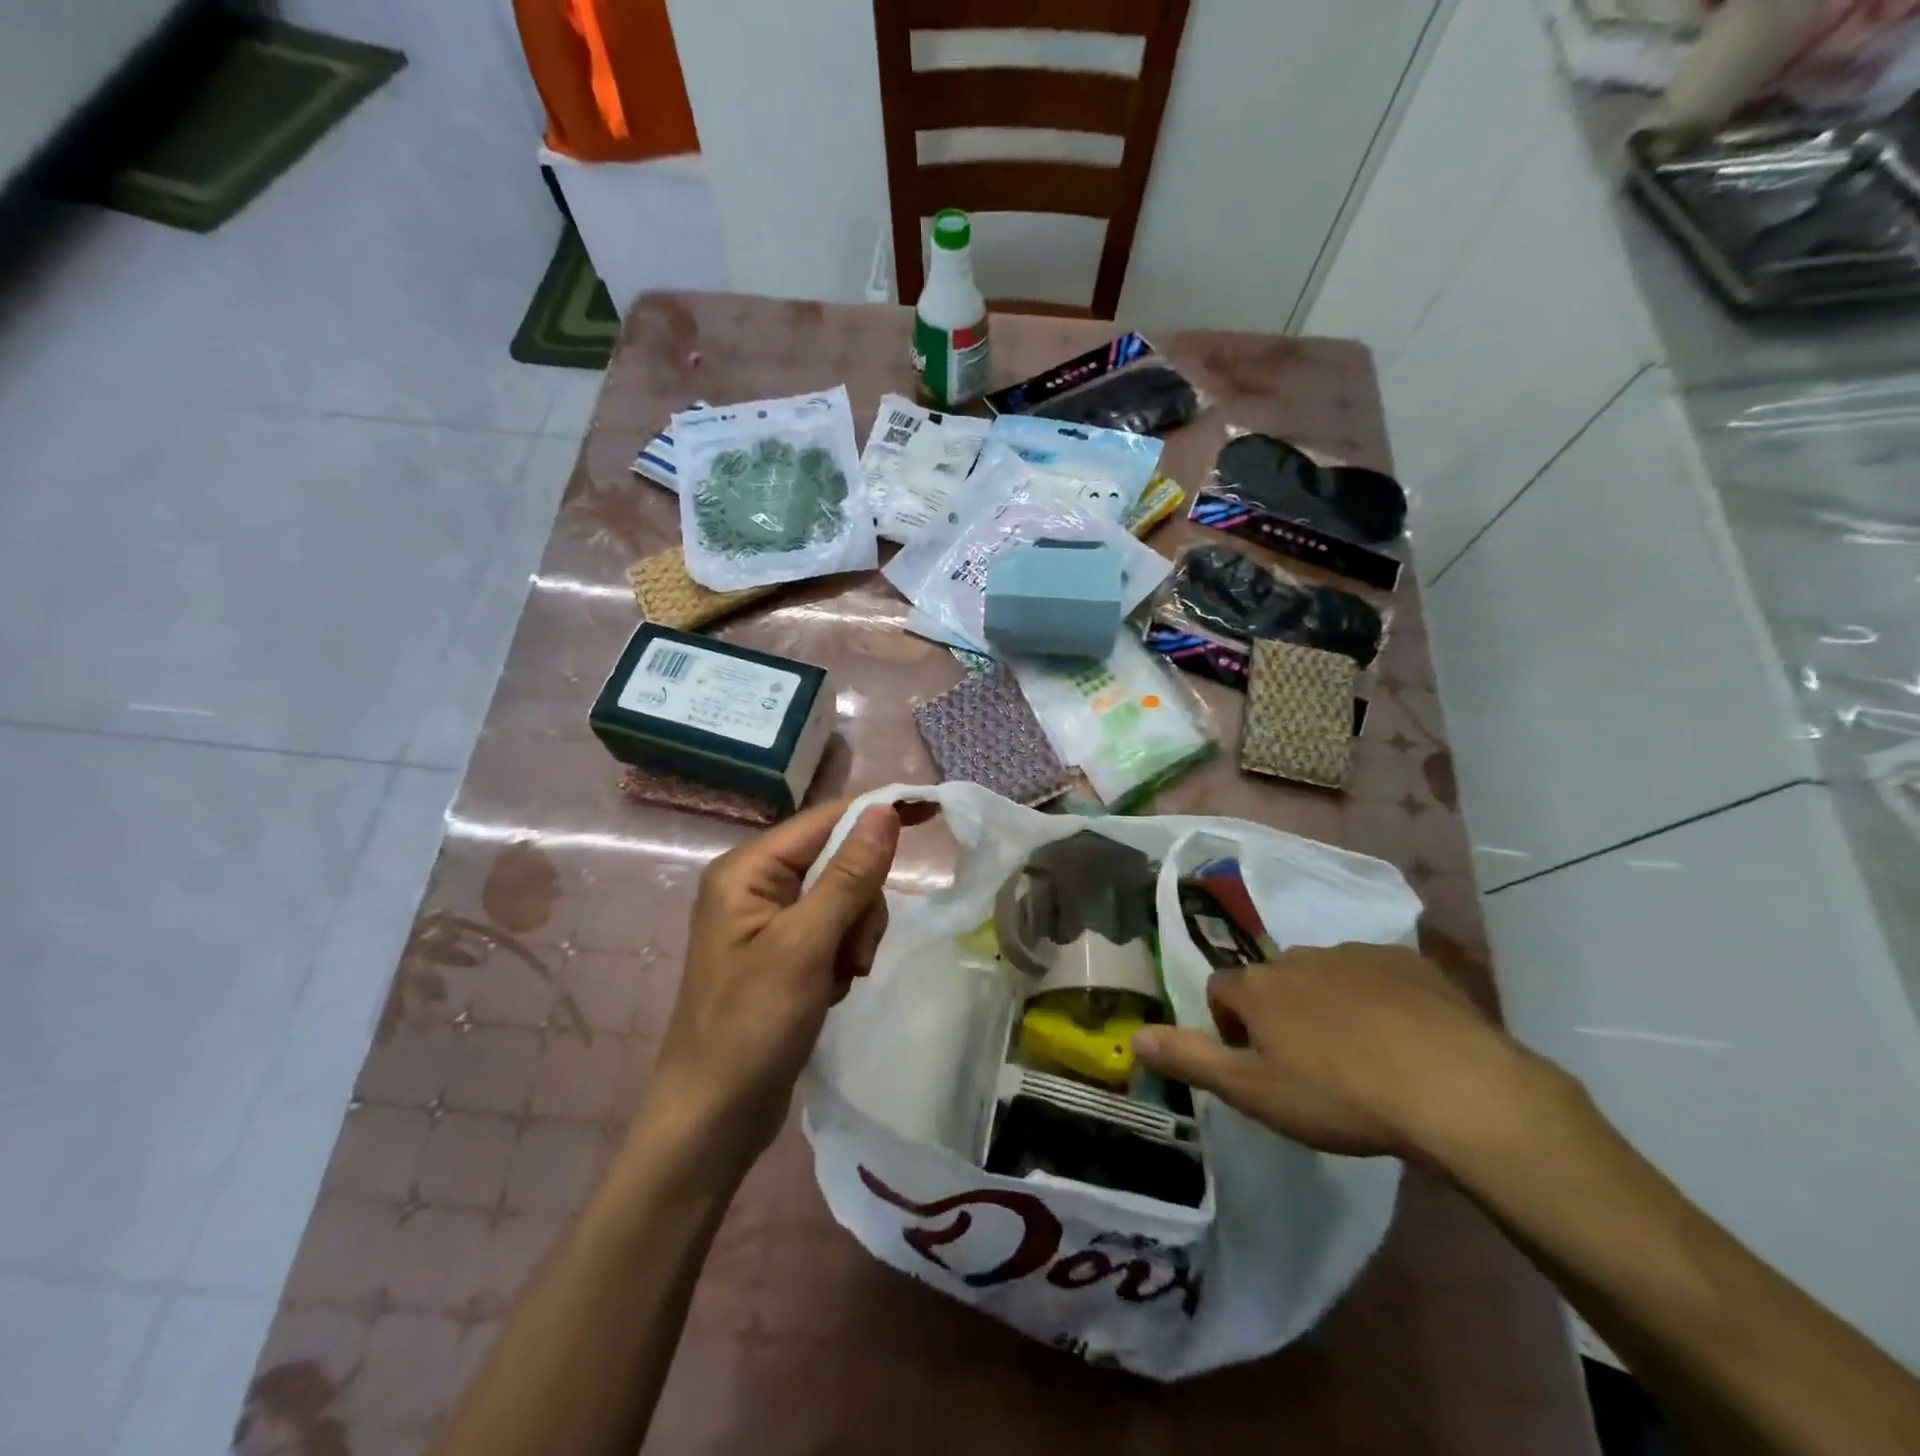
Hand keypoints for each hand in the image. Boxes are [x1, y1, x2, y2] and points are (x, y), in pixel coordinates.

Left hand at [644, 798, 929, 1174]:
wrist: (712, 1119)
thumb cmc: (751, 1027)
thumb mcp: (806, 946)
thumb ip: (848, 875)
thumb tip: (884, 810)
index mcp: (747, 870)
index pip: (826, 820)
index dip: (879, 814)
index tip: (933, 813)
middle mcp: (755, 885)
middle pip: (839, 861)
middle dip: (861, 904)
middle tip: (854, 955)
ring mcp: (768, 921)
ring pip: (844, 899)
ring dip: (856, 936)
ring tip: (841, 980)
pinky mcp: (782, 952)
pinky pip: (834, 931)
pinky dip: (844, 956)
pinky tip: (831, 990)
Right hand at [1131, 943, 1536, 1160]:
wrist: (1454, 1088)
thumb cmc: (1340, 1096)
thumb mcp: (1253, 1091)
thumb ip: (1190, 1059)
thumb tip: (1132, 1035)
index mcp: (1259, 987)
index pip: (1220, 989)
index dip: (1228, 1025)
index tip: (1255, 1063)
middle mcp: (1298, 958)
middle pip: (1273, 981)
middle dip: (1279, 1014)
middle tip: (1308, 1067)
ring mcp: (1355, 954)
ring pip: (1324, 976)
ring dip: (1326, 1006)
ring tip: (1358, 1057)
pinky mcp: (1407, 962)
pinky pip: (1375, 974)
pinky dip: (1376, 998)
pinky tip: (1402, 1039)